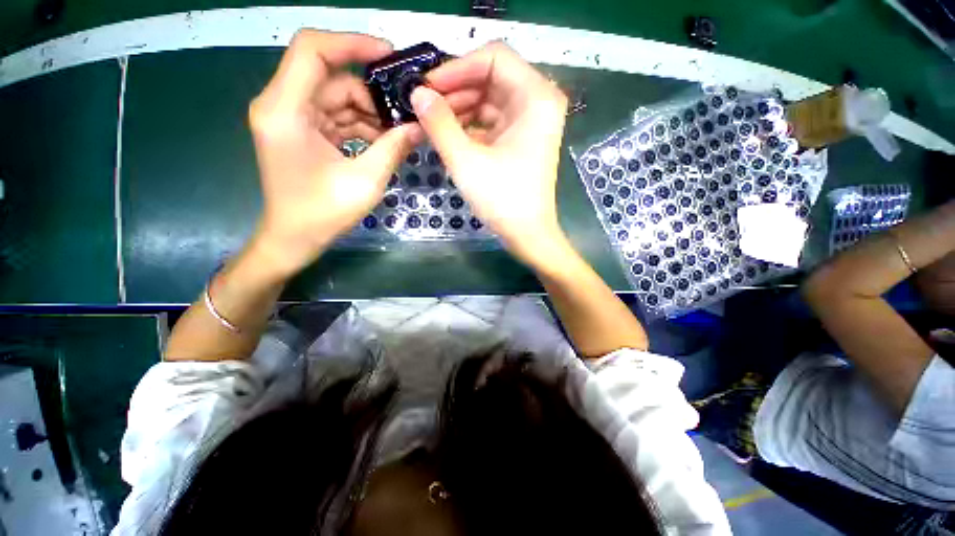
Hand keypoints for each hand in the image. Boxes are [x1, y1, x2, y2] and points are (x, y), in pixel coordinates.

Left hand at [248, 29, 421, 277]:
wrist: (294, 238)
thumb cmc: (323, 214)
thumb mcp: (366, 181)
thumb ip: (393, 148)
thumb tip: (420, 126)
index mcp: (285, 110)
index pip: (312, 50)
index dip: (352, 43)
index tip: (390, 57)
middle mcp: (282, 105)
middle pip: (332, 78)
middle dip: (372, 94)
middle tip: (406, 113)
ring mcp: (291, 118)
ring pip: (337, 98)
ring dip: (370, 114)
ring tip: (400, 133)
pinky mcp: (301, 132)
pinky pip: (336, 117)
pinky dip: (361, 126)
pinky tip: (384, 141)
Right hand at [409, 42, 569, 267]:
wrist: (527, 234)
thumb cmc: (502, 200)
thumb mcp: (466, 160)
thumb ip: (439, 123)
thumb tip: (417, 93)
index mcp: (536, 97)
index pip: (493, 57)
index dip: (457, 67)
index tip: (427, 87)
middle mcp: (538, 101)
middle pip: (491, 77)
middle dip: (455, 90)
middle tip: (423, 105)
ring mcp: (530, 121)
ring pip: (488, 99)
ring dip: (459, 108)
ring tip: (431, 122)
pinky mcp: (521, 139)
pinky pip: (491, 120)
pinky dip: (469, 125)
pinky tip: (448, 134)